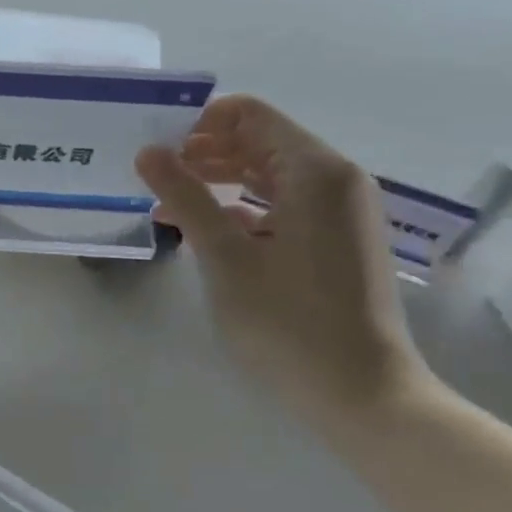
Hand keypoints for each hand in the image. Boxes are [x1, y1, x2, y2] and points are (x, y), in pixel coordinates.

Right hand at [137, 95, 422, 406]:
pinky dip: (241, 207)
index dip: (198, 123)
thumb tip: (148, 151)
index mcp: (316, 170)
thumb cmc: (289, 322)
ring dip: (217, 181)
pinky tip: (204, 231)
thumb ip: (185, 196)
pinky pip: (282, 204)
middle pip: (259, 141)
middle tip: (153, 177)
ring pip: (268, 174)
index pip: (249, 114)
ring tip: (168, 204)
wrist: (363, 397)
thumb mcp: (225, 256)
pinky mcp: (336, 240)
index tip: (157, 150)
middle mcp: (335, 179)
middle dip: (203, 152)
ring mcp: (340, 211)